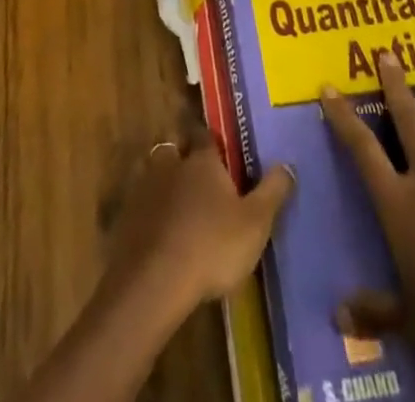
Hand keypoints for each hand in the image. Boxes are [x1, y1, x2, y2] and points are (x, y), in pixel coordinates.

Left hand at [105, 135, 295, 319]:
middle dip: (183, 158)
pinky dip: (150, 214)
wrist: (154, 281)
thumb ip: (272, 193)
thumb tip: (287, 164)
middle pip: (175, 150)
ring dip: (164, 186)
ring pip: (155, 176)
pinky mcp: (127, 218)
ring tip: (178, 208)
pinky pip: (141, 206)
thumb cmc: (211, 245)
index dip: (211, 139)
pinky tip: (159, 235)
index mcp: (202, 160)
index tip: (218, 145)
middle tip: (197, 177)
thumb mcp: (255, 223)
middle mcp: (171, 164)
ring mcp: (145, 189)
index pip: (205, 134)